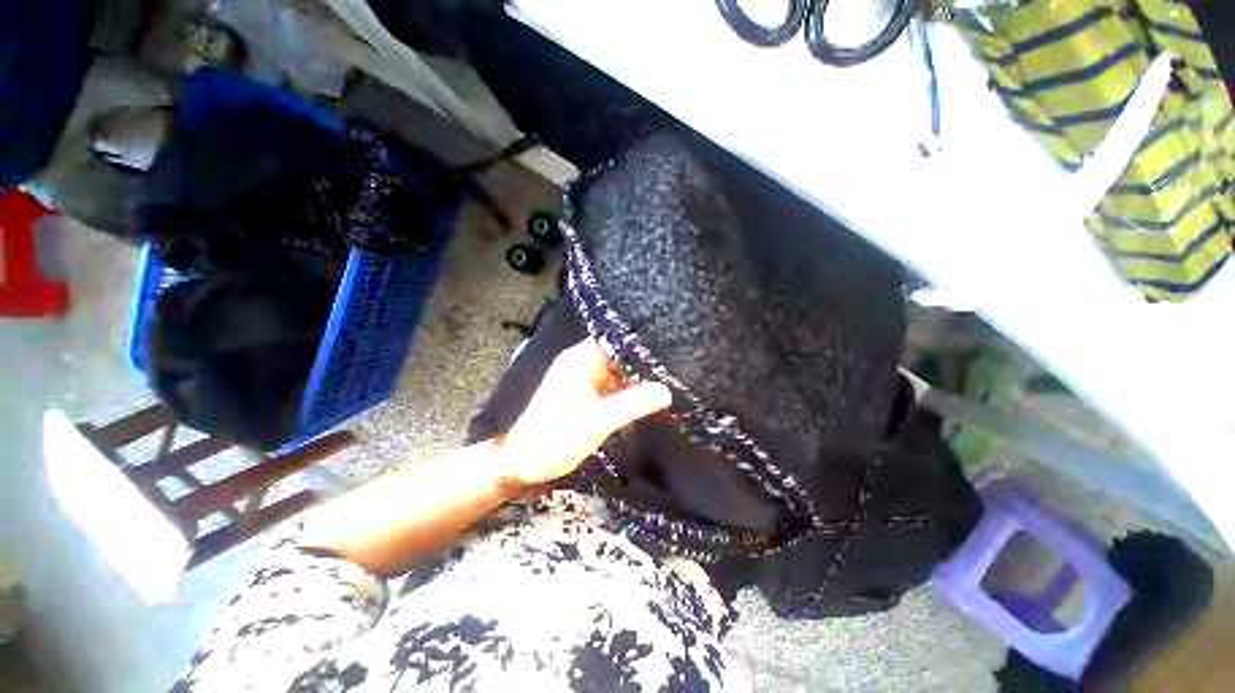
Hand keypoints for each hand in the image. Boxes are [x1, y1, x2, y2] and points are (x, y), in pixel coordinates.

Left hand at [499, 339, 671, 484]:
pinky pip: (610, 388)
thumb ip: (632, 404)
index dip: (637, 341)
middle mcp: (580, 365)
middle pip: (615, 356)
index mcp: (579, 361)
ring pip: (614, 373)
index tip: (664, 346)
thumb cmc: (556, 438)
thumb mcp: (598, 421)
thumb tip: (666, 391)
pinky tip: (644, 398)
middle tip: (670, 367)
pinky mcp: (583, 397)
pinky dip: (625, 392)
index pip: (612, 340)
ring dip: (634, 379)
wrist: (524, 464)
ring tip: (664, 381)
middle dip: (640, 362)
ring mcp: (581, 381)